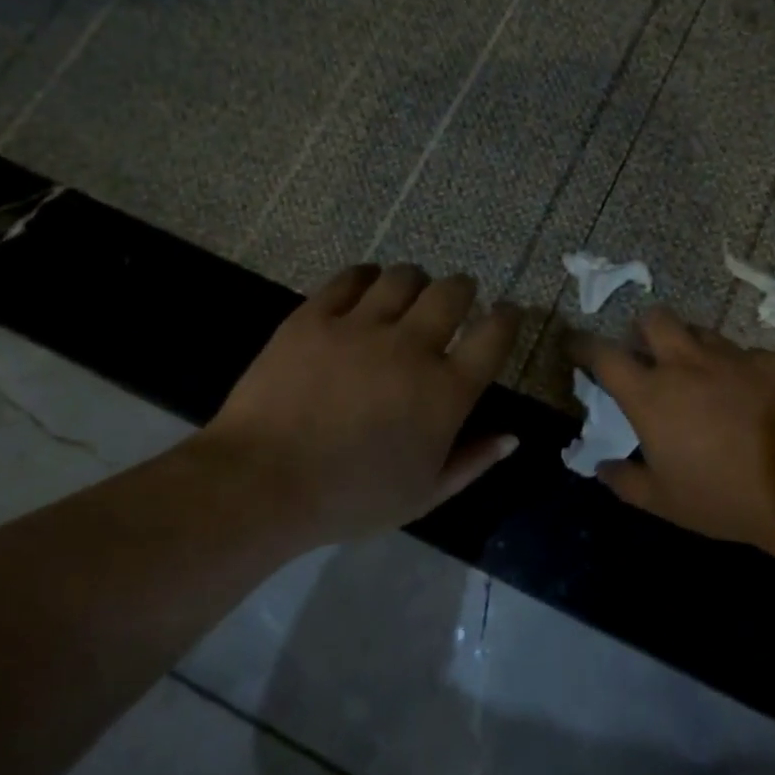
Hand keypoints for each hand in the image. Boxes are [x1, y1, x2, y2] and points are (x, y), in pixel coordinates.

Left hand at [195, 264, 519, 546]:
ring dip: (416, 281)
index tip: (507, 314)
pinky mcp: (315, 317)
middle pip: (452, 292)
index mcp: (445, 391)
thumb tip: (512, 437)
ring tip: (409, 293)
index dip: (508, 318)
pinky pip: (350, 278)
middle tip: (457, 298)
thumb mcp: (424, 495)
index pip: (494, 336)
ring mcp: (360, 327)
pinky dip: (366, 278)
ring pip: (403, 277)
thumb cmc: (351, 498)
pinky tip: (365, 288)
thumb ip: (473, 462)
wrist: (262, 483)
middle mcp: (411, 347)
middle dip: (464, 289)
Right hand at [570, 308, 774, 562]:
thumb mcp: (663, 502)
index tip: (573, 343)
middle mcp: (686, 363)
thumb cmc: (722, 496)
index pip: (603, 355)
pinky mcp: (771, 361)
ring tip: (699, 373)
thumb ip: (625, 481)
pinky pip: (744, 354)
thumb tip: (603, 468)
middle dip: (643, 329)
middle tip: (647, 352)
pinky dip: (736, 369)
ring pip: (700, 332)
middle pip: (654, 319)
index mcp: (651, 394)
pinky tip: (748, 394)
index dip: (582, 345)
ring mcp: (732, 357)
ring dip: (690, 346)